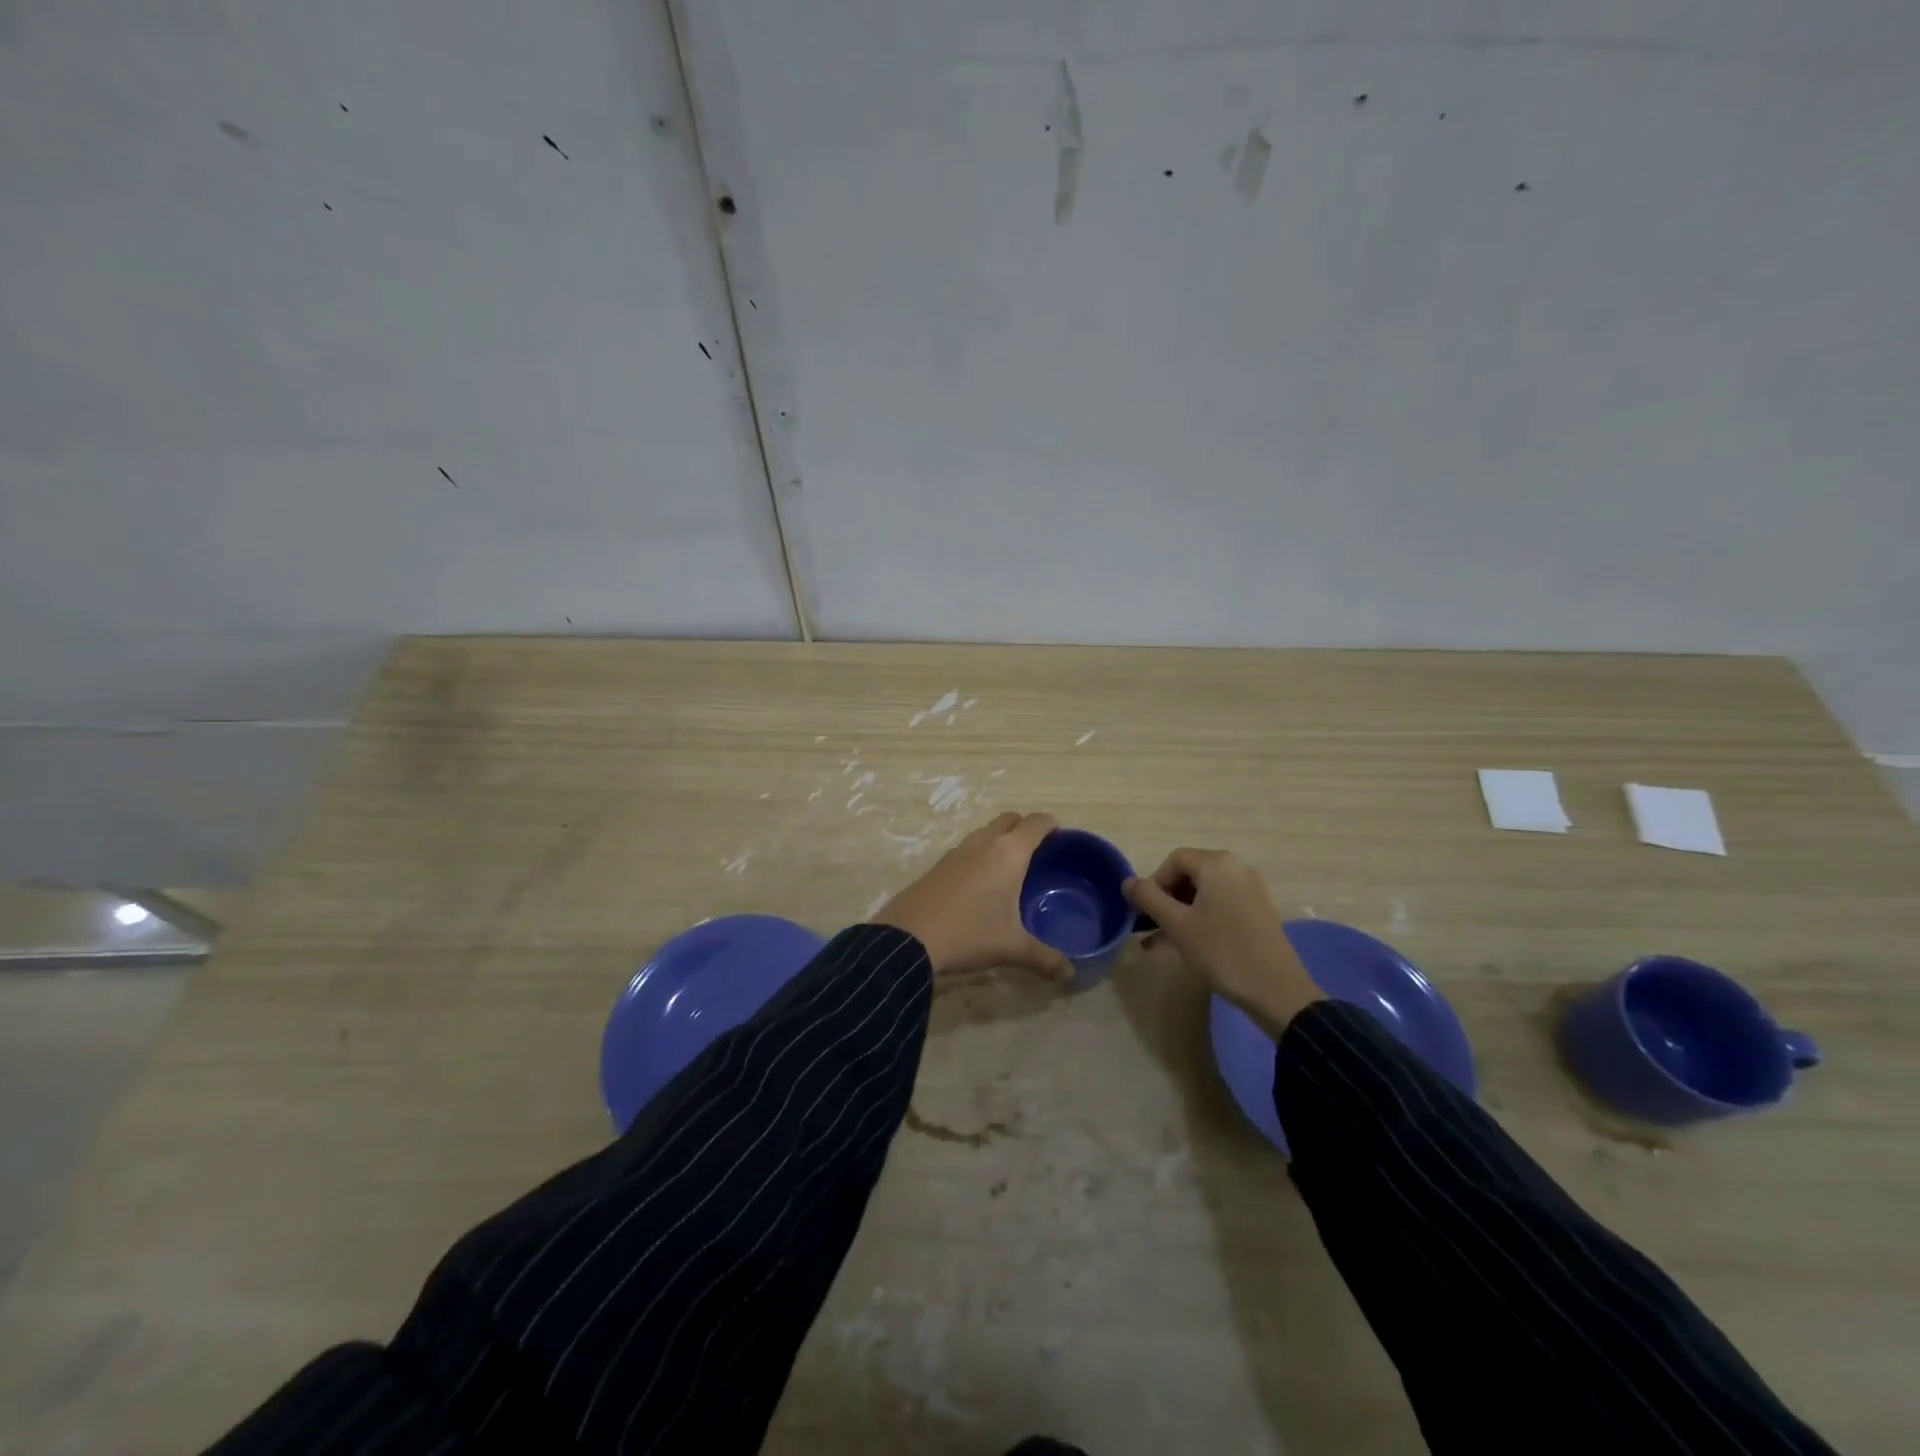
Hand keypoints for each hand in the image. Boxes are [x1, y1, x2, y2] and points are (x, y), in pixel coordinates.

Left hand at [873, 812, 1070, 981]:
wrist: (906, 938)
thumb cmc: (968, 934)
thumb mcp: (1011, 948)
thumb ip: (1045, 959)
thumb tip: (1070, 974)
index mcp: (1008, 853)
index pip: (1036, 823)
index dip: (1051, 825)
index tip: (1060, 835)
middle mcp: (983, 843)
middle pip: (1010, 819)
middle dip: (1025, 828)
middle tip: (1038, 852)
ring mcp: (957, 851)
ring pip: (986, 832)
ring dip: (1000, 839)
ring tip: (1010, 867)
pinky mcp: (937, 864)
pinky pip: (967, 848)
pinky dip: (980, 854)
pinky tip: (980, 883)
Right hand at [1123, 848, 1322, 1037]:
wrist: (1277, 991)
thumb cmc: (1221, 951)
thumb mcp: (1177, 925)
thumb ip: (1148, 898)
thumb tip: (1127, 881)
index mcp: (1217, 864)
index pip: (1174, 860)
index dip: (1153, 883)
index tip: (1144, 912)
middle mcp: (1237, 868)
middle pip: (1190, 874)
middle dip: (1167, 899)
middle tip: (1153, 927)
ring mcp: (1252, 889)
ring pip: (1205, 893)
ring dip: (1181, 912)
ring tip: (1164, 941)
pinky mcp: (1260, 911)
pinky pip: (1222, 905)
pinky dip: (1202, 918)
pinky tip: (1190, 944)